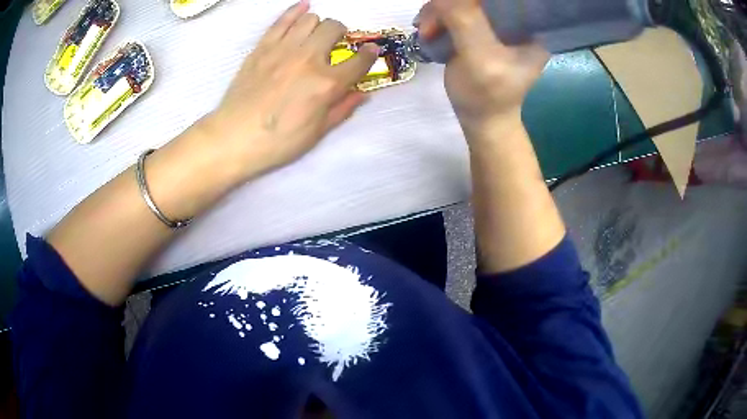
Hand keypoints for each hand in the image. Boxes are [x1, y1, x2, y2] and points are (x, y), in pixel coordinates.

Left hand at [205, 0, 378, 179]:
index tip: (371, 52)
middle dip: (341, 34)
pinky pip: (283, 19)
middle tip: (335, 45)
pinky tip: (303, 8)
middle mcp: (309, 58)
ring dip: (318, 25)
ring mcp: (283, 49)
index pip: (359, 60)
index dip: (370, 55)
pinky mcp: (263, 47)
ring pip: (310, 19)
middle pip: (334, 28)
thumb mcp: (317, 132)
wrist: (234, 138)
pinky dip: (295, 10)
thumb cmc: (278, 142)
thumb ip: (343, 108)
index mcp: (326, 83)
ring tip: (314, 36)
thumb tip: (363, 93)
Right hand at [416, 0, 547, 135]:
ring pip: (461, 1)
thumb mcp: (480, 58)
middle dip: (447, 5)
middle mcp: (515, 20)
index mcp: (530, 26)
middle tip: (429, 26)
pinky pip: (453, 10)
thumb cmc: (487, 95)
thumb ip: (466, 22)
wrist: (481, 117)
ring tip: (426, 33)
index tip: (448, 7)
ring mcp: (495, 23)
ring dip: (436, 12)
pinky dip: (436, 17)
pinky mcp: (478, 27)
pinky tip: (429, 31)